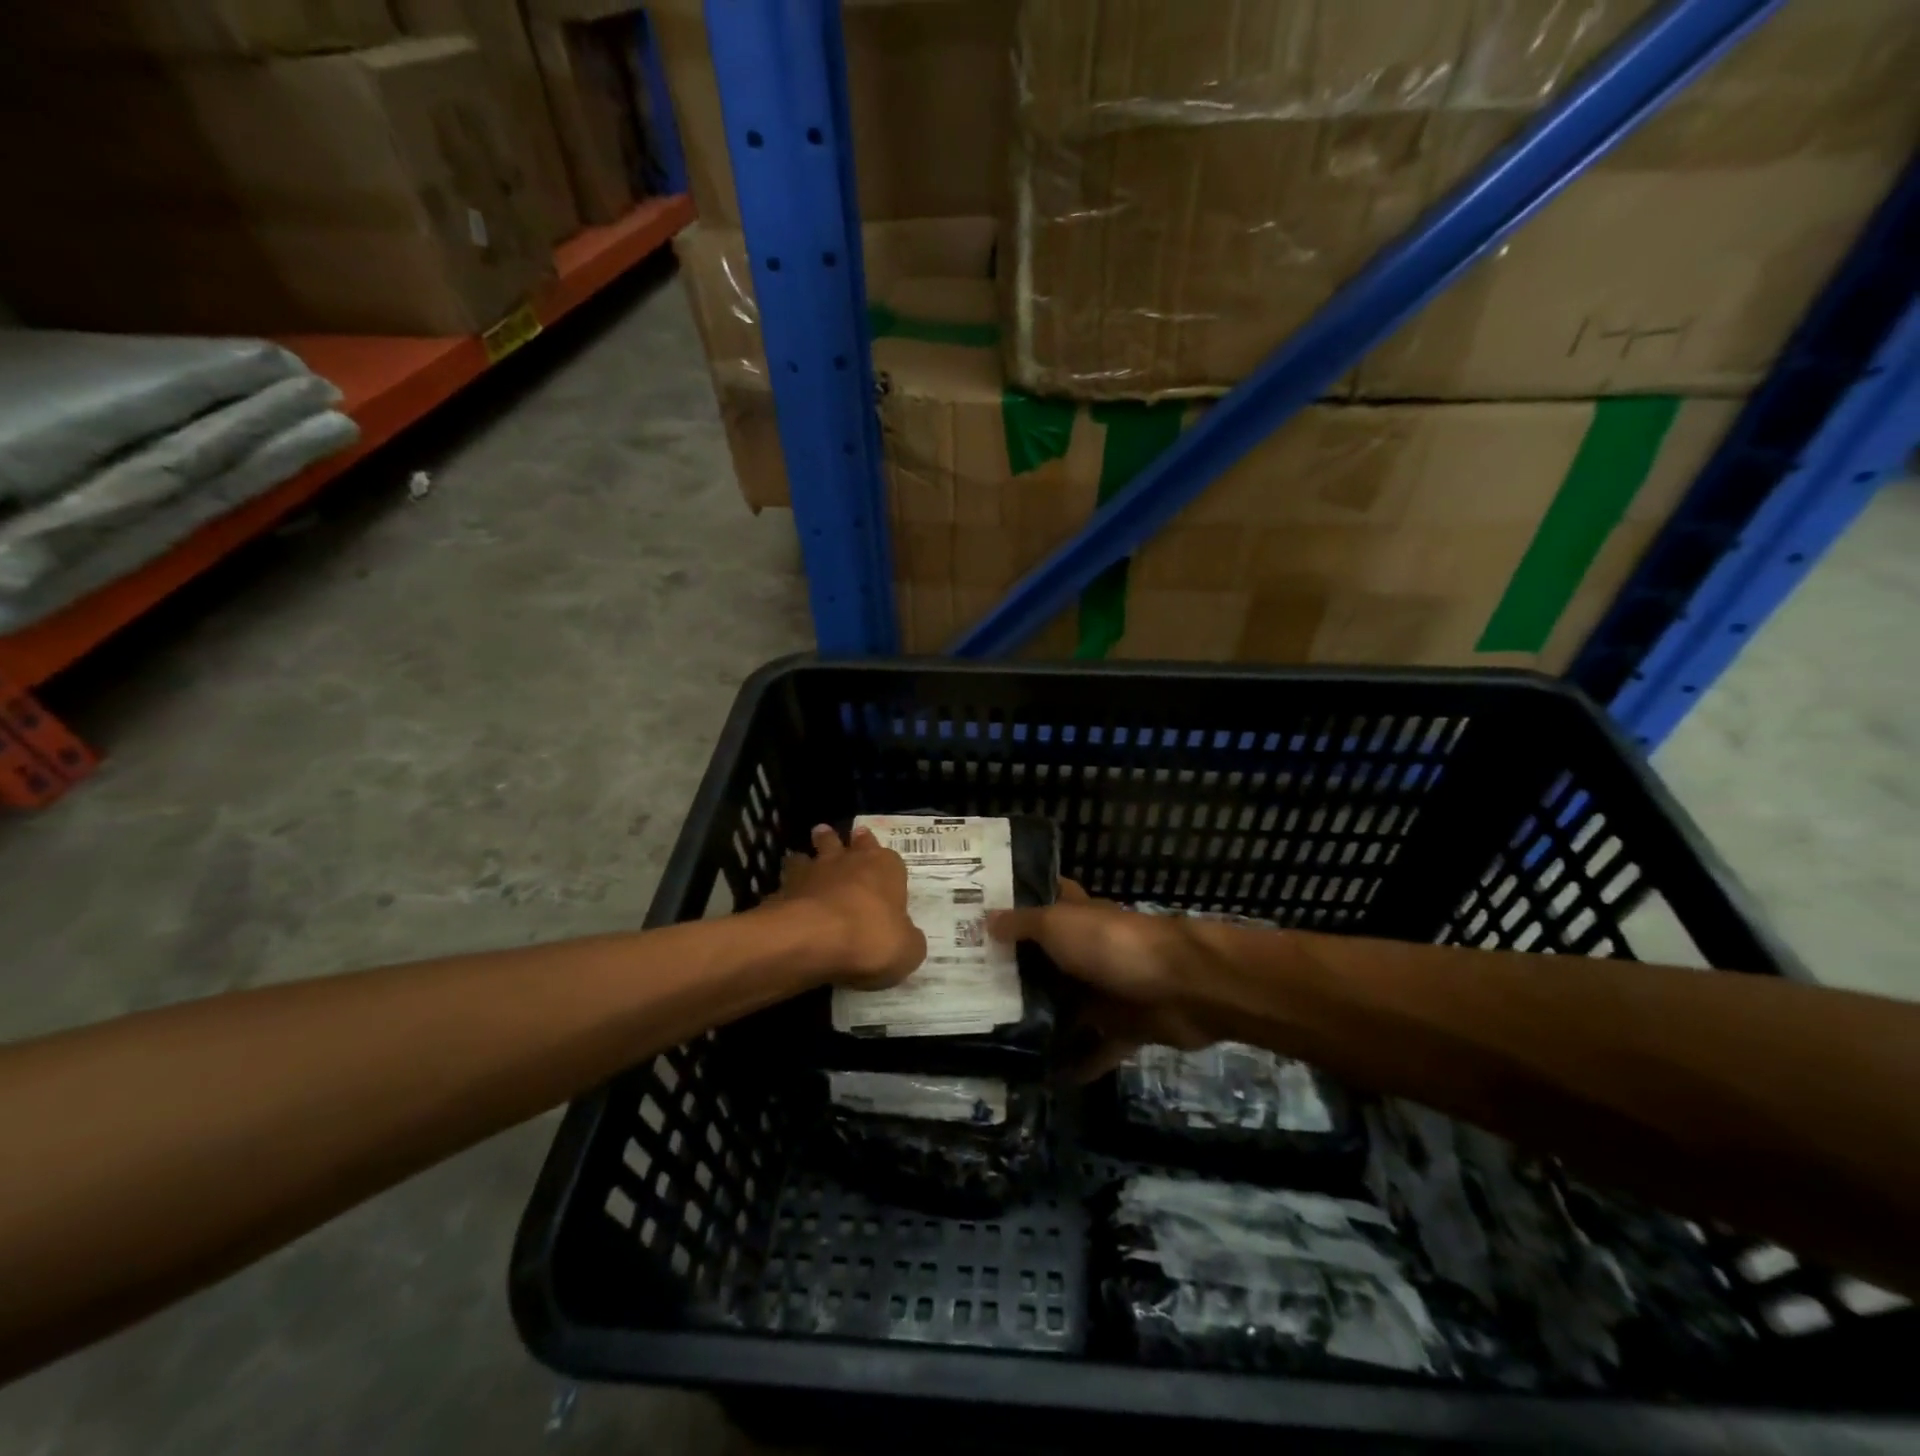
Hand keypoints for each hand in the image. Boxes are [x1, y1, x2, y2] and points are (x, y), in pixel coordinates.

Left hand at [777, 825, 925, 988]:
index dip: (885, 862)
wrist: (813, 939)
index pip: (889, 858)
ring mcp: (812, 872)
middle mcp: (849, 861)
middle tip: (832, 836)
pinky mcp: (783, 890)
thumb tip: (905, 937)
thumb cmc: (871, 938)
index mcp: (884, 868)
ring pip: (809, 856)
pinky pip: (785, 886)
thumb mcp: (907, 950)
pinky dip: (785, 892)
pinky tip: (784, 901)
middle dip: (840, 841)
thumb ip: (907, 939)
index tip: (879, 860)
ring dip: (807, 858)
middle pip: (846, 843)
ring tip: (802, 860)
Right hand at [990, 882, 1217, 1079]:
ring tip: (994, 1036)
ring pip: (1069, 1005)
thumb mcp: (1059, 926)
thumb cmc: (1114, 945)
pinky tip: (1044, 1080)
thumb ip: (1023, 925)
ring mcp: (1110, 989)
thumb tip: (987, 920)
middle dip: (1018, 969)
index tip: (980, 915)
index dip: (1018, 902)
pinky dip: (1078, 1064)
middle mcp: (1092, 950)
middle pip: (1049, 958)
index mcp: (1079, 916)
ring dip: (1042, 1019)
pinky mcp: (1127, 1027)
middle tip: (970, 984)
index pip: (1046, 900)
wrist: (1186, 986)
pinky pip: (1097, 1049)